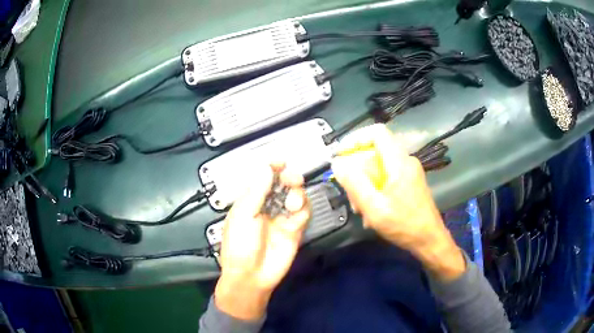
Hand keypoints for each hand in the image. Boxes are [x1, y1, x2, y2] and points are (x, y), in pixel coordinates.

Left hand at [215, 163, 310, 319]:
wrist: (252, 276)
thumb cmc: (240, 245)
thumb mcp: (243, 216)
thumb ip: (256, 191)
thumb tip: (266, 168)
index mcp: (250, 201)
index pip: (263, 178)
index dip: (271, 167)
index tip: (280, 161)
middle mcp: (267, 206)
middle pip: (282, 184)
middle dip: (288, 177)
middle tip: (291, 178)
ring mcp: (282, 218)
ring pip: (295, 196)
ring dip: (296, 194)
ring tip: (292, 203)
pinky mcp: (294, 229)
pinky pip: (303, 213)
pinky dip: (302, 210)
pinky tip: (296, 214)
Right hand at [331, 124, 464, 280]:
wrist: (429, 240)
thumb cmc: (403, 225)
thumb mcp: (374, 207)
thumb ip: (354, 183)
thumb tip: (338, 163)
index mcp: (399, 162)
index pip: (377, 132)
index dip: (356, 139)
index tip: (341, 155)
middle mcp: (406, 161)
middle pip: (375, 153)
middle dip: (358, 171)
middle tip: (350, 194)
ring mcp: (410, 172)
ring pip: (380, 167)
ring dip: (366, 185)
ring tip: (361, 209)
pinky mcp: (410, 183)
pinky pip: (387, 177)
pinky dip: (376, 190)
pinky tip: (373, 211)